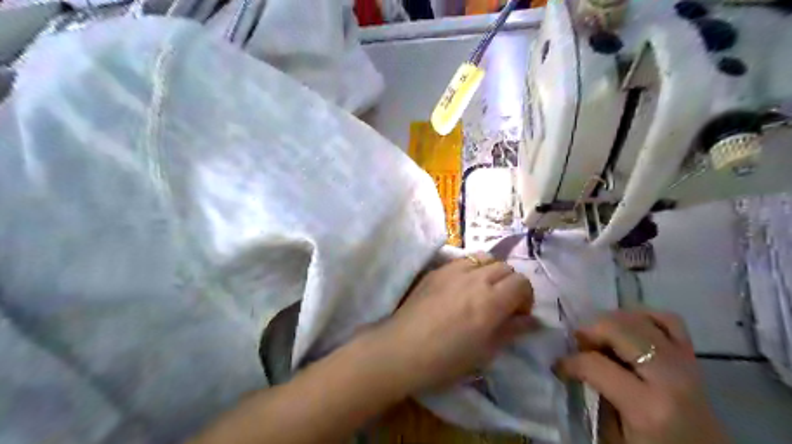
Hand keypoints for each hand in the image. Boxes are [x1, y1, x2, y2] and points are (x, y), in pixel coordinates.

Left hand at [368, 252, 535, 392]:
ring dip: (491, 271)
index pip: (521, 282)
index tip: (517, 314)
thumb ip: (512, 330)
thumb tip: (533, 321)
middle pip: (505, 267)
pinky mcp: (436, 270)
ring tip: (482, 290)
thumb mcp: (486, 351)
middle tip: (501, 304)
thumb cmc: (446, 359)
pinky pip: (463, 260)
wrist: (403, 349)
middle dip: (510, 284)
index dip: (525, 297)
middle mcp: (475, 278)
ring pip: (484, 257)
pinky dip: (471, 268)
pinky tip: (460, 287)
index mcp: (491, 300)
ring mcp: (453, 270)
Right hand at [556, 310, 728, 443]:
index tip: (558, 367)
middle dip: (589, 330)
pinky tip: (629, 329)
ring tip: (602, 337)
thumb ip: (595, 395)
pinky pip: (667, 320)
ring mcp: (685, 362)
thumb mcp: (614, 435)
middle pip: (617, 328)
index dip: (569, 362)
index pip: (594, 364)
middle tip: (578, 344)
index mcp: (647, 406)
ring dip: (612, 321)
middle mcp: (669, 376)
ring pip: (639, 317)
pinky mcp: (693, 356)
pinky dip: (643, 317)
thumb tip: (574, 366)